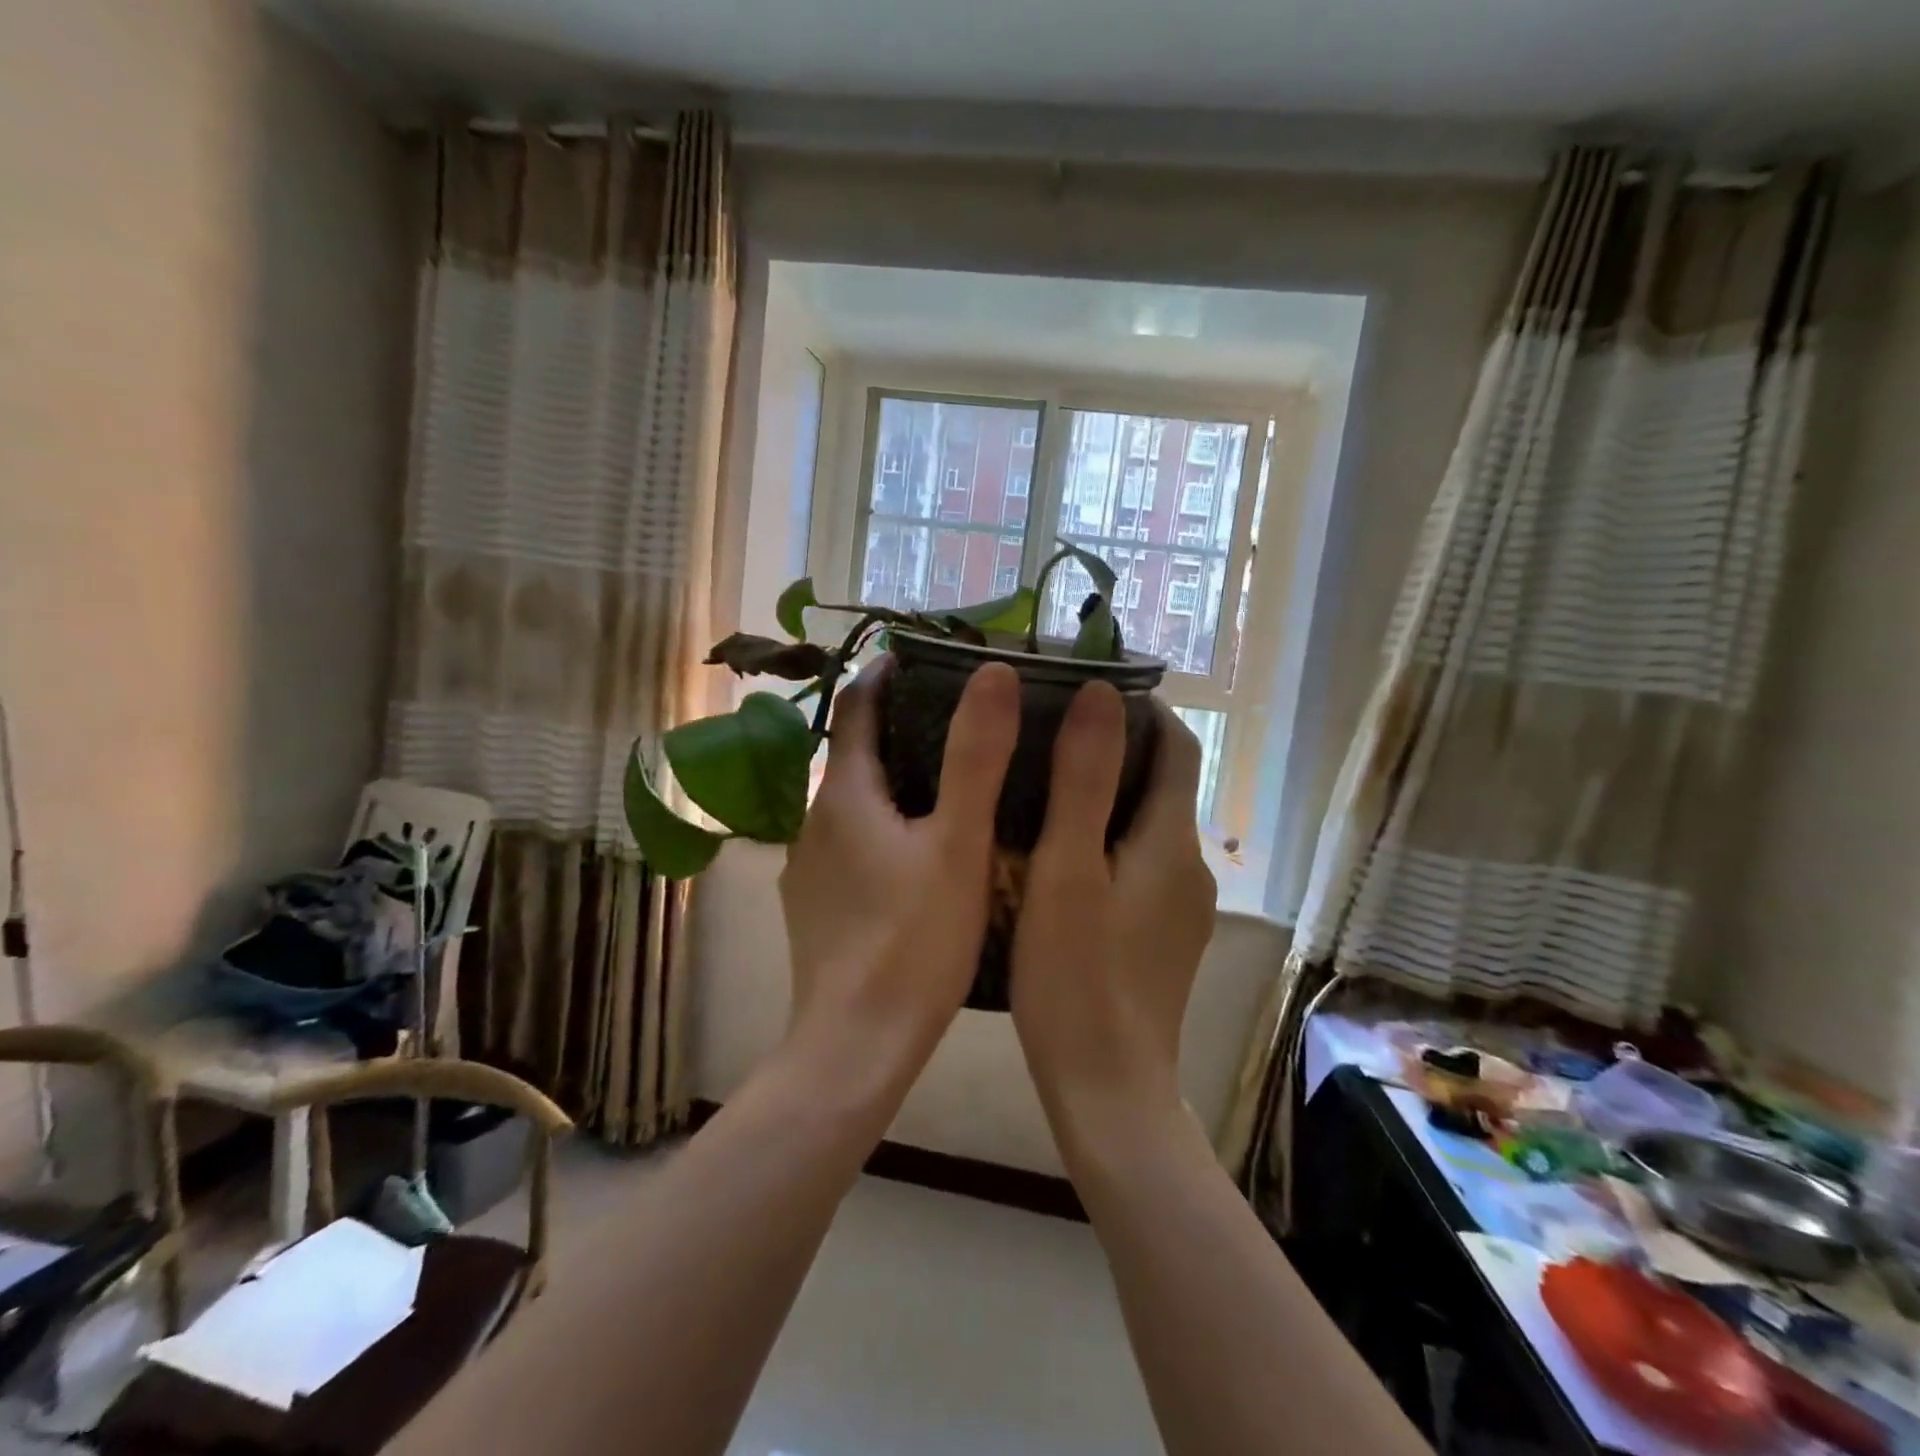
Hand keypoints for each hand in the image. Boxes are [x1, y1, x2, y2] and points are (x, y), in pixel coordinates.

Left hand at [779, 656, 1019, 1070]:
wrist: (855, 1047)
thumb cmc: (913, 942)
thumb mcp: (959, 844)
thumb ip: (976, 756)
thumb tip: (993, 673)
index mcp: (843, 795)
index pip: (855, 707)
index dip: (887, 674)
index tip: (928, 659)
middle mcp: (813, 822)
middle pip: (857, 754)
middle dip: (902, 728)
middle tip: (964, 720)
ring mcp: (809, 868)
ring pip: (855, 804)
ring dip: (897, 782)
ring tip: (956, 782)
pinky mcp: (816, 907)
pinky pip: (852, 845)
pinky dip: (886, 828)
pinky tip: (924, 854)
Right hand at [1010, 684, 1215, 1125]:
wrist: (1108, 1088)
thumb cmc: (1075, 975)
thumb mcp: (1067, 869)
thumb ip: (1085, 779)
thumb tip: (1102, 693)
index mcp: (1171, 840)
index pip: (1176, 746)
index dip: (1141, 709)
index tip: (1086, 688)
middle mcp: (1190, 866)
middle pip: (1163, 784)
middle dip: (1117, 749)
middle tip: (1048, 734)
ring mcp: (1182, 908)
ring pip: (1148, 828)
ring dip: (1109, 797)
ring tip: (1044, 788)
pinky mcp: (1165, 939)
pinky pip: (1141, 866)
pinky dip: (1109, 842)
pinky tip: (1061, 858)